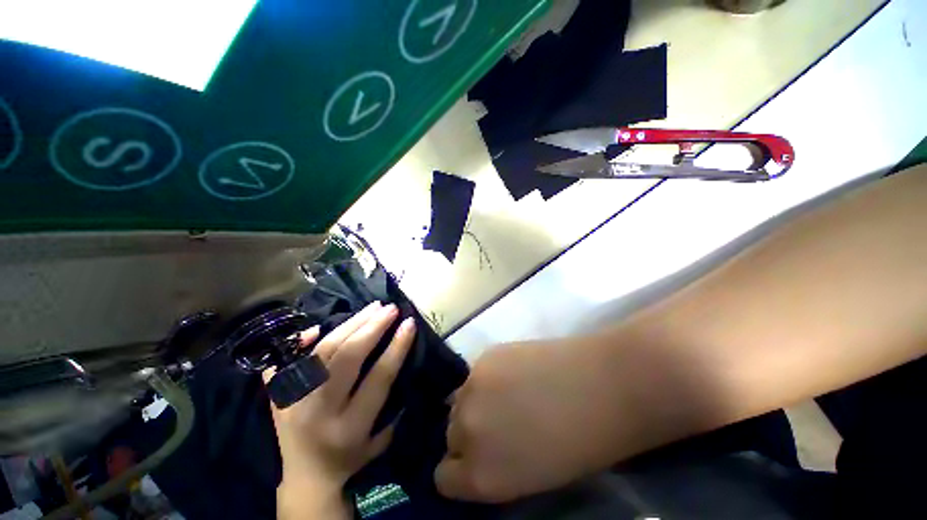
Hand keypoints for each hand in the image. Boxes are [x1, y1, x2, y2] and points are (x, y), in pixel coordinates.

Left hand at [265, 301, 415, 491]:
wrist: (305, 478)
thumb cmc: (350, 458)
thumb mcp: (379, 439)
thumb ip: (392, 403)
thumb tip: (398, 355)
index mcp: (350, 426)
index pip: (378, 377)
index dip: (396, 346)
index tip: (409, 323)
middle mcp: (320, 411)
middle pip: (347, 357)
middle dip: (373, 327)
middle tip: (390, 309)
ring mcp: (295, 400)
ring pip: (324, 350)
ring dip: (351, 323)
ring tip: (372, 307)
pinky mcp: (278, 395)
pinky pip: (287, 360)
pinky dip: (303, 340)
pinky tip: (320, 326)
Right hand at [434, 336, 640, 502]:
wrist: (603, 385)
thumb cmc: (581, 445)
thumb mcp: (533, 477)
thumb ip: (496, 466)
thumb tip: (481, 449)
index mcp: (480, 475)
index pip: (443, 478)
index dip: (461, 470)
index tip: (477, 461)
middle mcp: (466, 429)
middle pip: (450, 434)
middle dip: (469, 434)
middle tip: (498, 424)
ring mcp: (473, 385)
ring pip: (459, 399)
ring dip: (476, 401)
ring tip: (507, 395)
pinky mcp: (486, 355)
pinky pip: (476, 374)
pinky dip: (488, 378)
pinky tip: (514, 373)